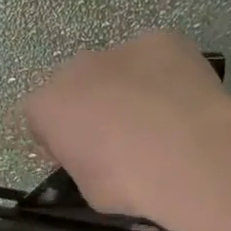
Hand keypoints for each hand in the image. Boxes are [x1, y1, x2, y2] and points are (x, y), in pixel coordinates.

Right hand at [23, 32, 230, 229]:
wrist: (189, 156)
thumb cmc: (129, 183)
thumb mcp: (91, 190)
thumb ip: (83, 164)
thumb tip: (97, 159)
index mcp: (47, 106)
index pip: (41, 118)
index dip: (61, 138)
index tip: (84, 156)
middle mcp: (75, 68)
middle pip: (77, 84)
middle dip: (93, 105)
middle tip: (122, 137)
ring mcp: (119, 49)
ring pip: (118, 67)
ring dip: (130, 87)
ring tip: (162, 120)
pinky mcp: (161, 40)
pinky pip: (157, 56)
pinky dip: (166, 74)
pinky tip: (185, 101)